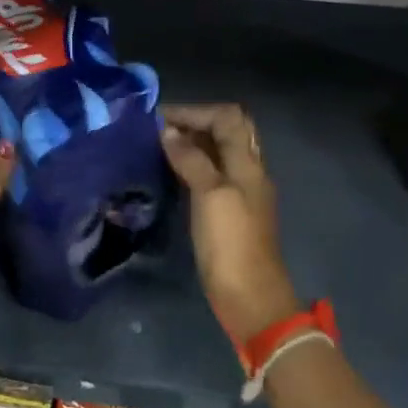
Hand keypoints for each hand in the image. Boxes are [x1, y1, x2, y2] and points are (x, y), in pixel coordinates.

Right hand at [160, 104, 300, 345]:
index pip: (227, 117)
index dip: (195, 111)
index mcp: (248, 163)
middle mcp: (248, 172)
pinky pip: (211, 175)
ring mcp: (240, 193)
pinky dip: (192, 166)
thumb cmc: (230, 243)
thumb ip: (192, 159)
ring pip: (219, 153)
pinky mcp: (229, 213)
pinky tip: (170, 174)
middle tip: (158, 129)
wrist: (249, 295)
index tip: (158, 118)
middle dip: (195, 123)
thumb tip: (168, 132)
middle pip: (227, 132)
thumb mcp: (210, 194)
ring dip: (192, 144)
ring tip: (157, 147)